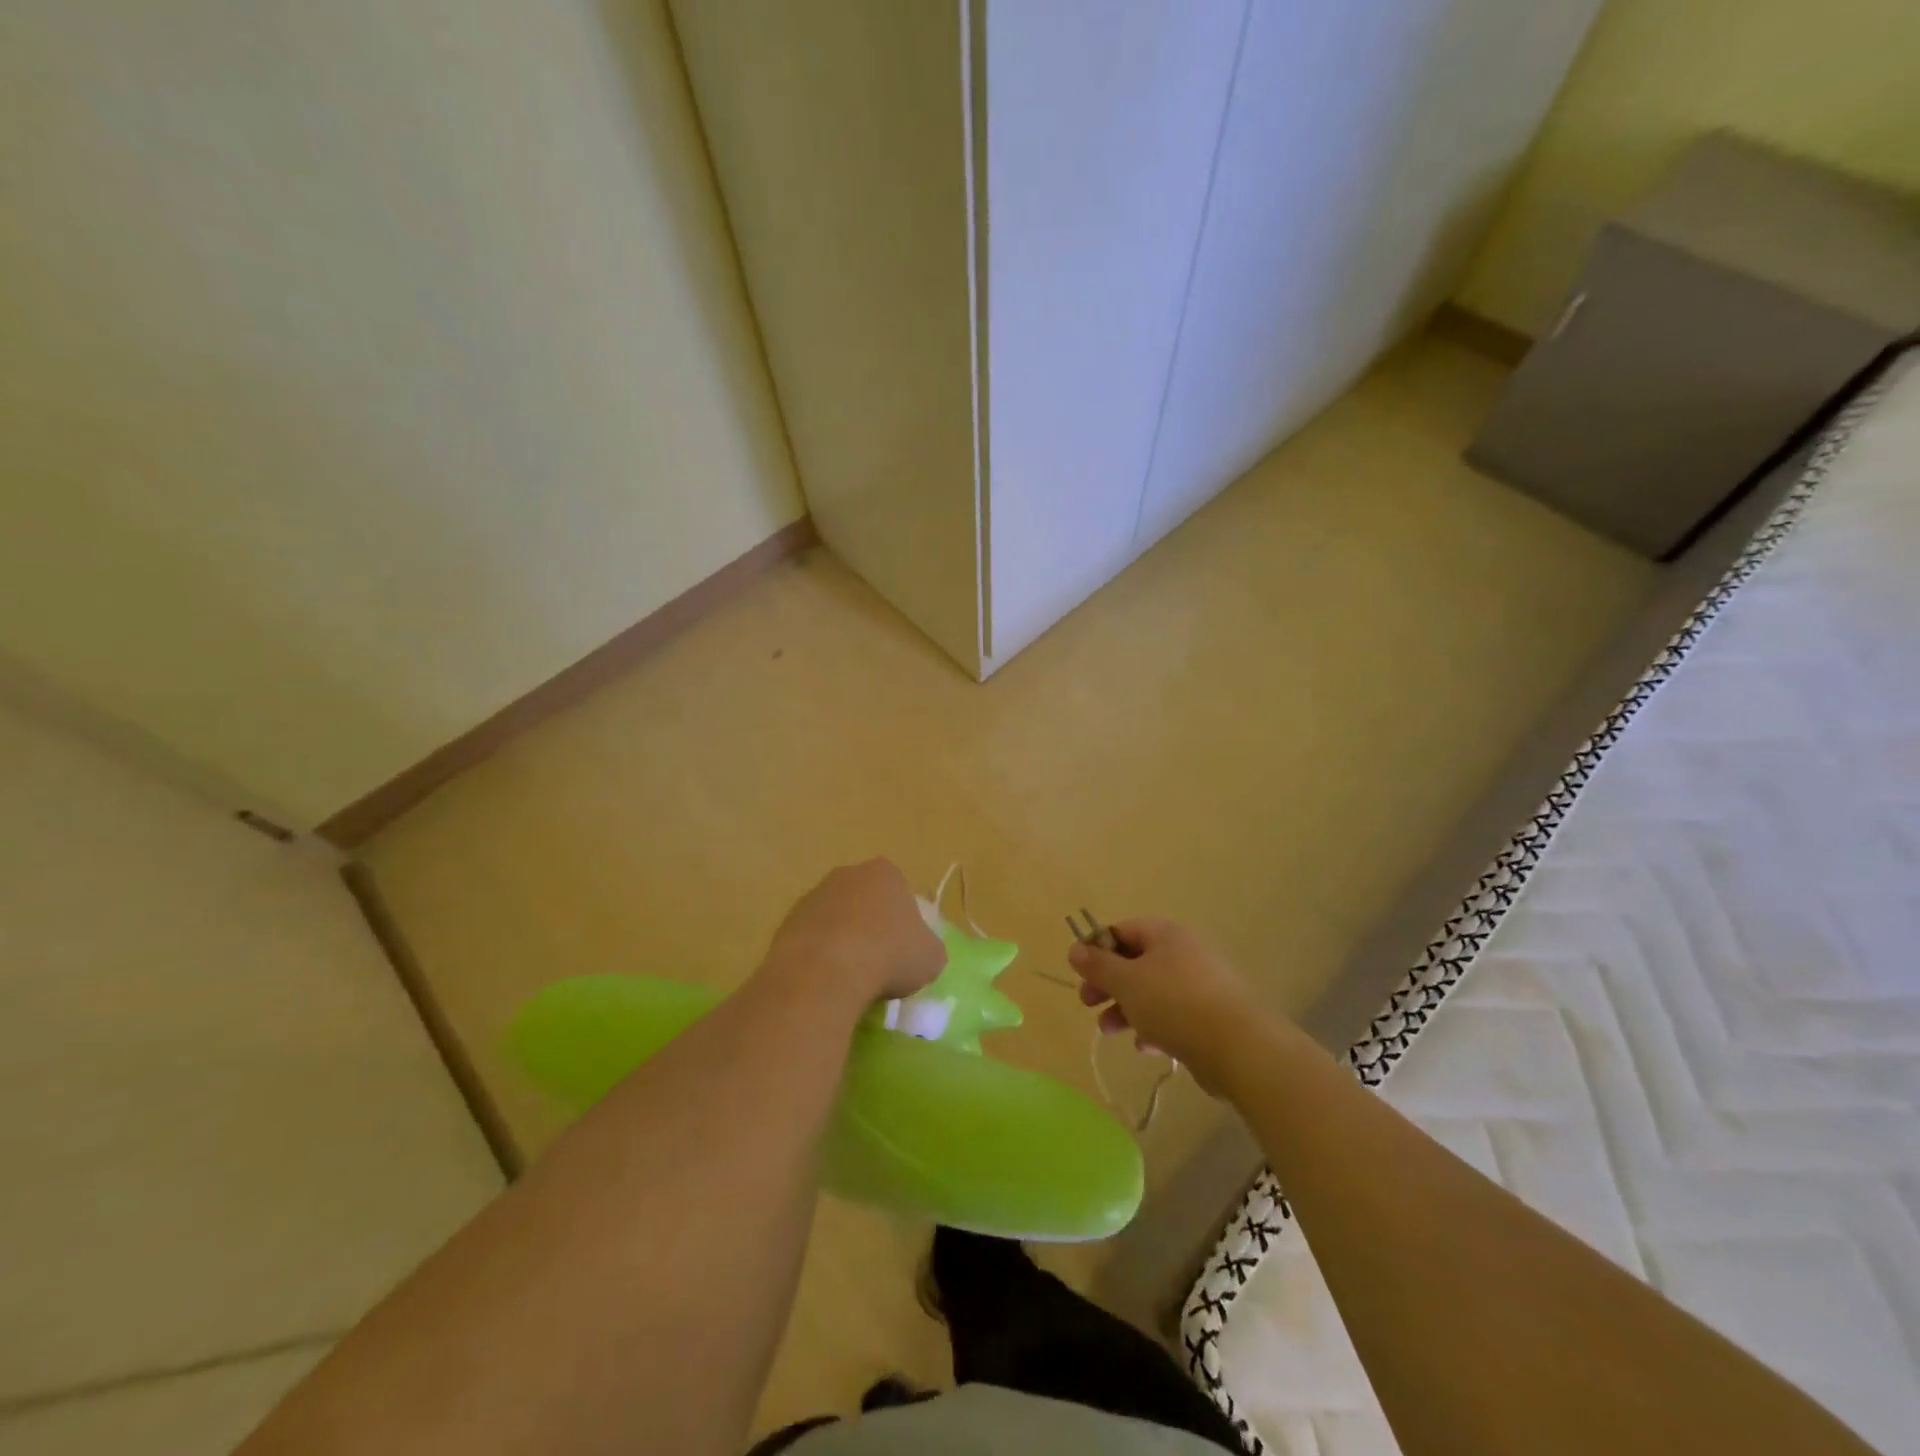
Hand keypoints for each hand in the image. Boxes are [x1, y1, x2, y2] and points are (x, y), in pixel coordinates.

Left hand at [763, 859, 944, 1005]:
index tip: (904, 948)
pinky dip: (819, 957)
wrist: (826, 972)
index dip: (904, 920)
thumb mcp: (931, 958)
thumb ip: (928, 948)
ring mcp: (812, 897)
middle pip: (864, 901)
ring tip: (851, 978)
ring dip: (842, 942)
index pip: (899, 891)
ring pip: (835, 919)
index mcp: (884, 873)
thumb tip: (921, 953)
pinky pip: (811, 940)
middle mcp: (846, 875)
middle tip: (879, 963)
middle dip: (870, 926)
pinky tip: (826, 981)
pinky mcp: (786, 923)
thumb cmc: (889, 955)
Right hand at [1068, 919, 1264, 1092]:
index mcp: (1165, 936)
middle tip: (1087, 1003)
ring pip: (1152, 992)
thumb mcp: (1126, 982)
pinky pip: (1173, 1017)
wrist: (1240, 1048)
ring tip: (1110, 1031)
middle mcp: (1184, 954)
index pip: (1122, 931)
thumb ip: (1098, 965)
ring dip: (1126, 1009)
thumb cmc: (1175, 1004)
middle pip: (1136, 963)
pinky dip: (1154, 1028)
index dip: (1097, 949)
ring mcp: (1200, 986)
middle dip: (1109, 984)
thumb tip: (1075, 948)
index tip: (1081, 973)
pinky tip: (1146, 1048)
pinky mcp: (1210, 1018)